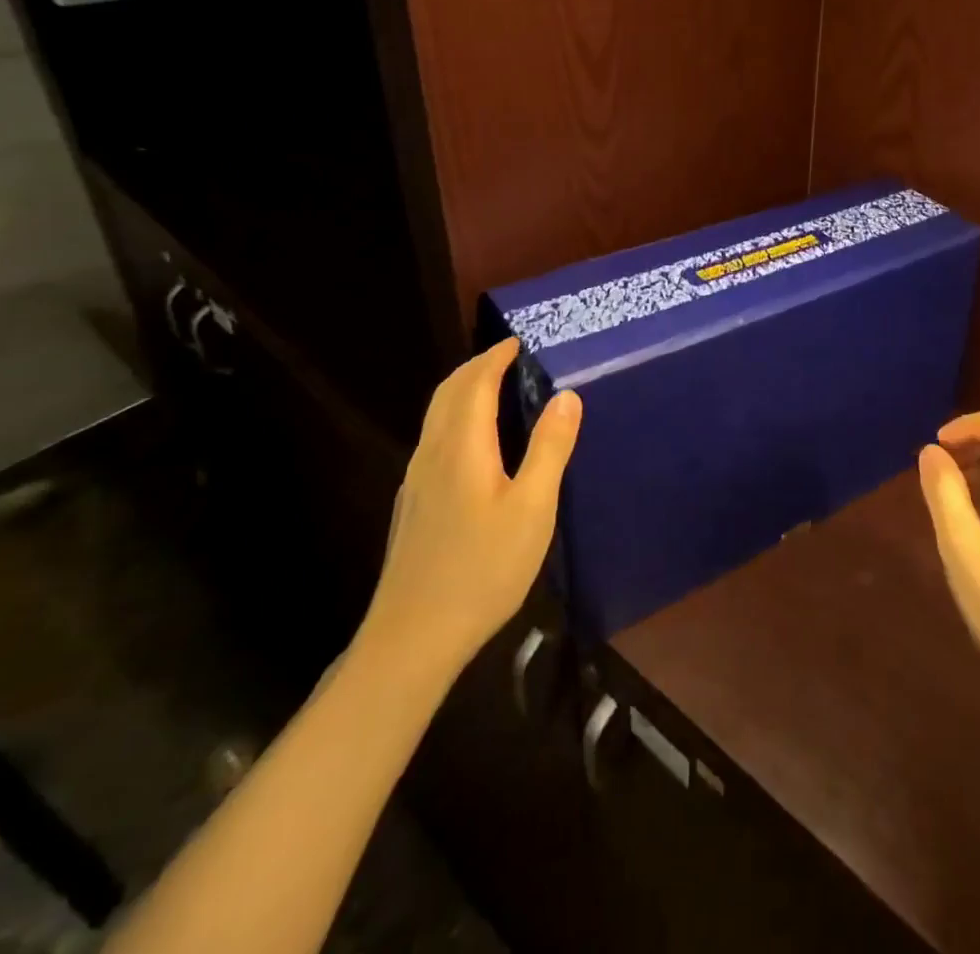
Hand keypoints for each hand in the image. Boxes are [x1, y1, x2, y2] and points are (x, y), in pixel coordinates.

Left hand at [358, 338, 580, 676]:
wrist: (413, 637)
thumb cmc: (483, 568)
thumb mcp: (532, 508)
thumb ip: (549, 448)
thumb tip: (566, 395)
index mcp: (461, 447)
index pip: (475, 383)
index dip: (495, 357)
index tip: (518, 341)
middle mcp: (432, 454)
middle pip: (447, 393)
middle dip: (475, 367)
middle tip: (508, 358)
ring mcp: (416, 481)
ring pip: (436, 417)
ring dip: (462, 391)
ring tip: (494, 389)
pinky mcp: (412, 505)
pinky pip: (434, 439)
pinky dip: (455, 418)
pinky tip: (474, 443)